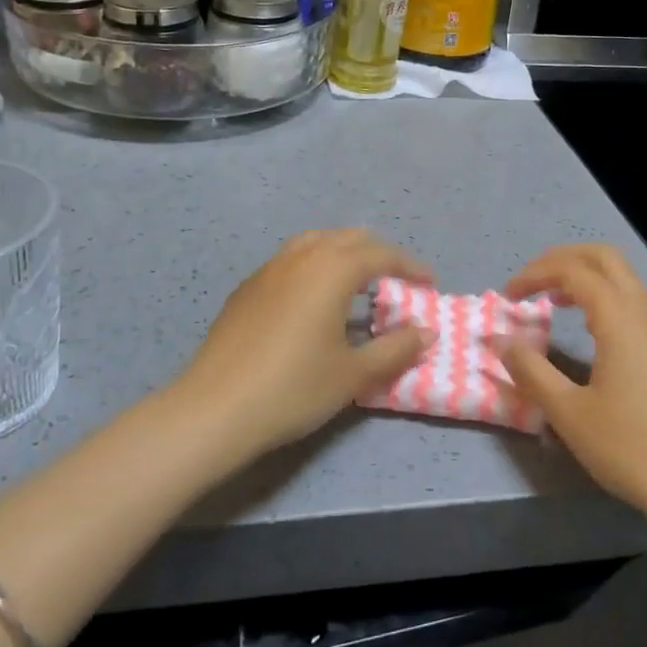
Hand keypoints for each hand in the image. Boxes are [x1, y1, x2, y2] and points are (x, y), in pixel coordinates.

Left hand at [177, 230, 435, 457]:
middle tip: (396, 281)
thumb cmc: (294, 388)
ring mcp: (269, 269)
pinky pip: (291, 261)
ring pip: (315, 242)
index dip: (410, 266)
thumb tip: (426, 332)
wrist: (216, 408)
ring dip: (343, 254)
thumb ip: (395, 349)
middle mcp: (302, 257)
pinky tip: (312, 300)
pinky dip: (314, 266)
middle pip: (348, 239)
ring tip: (356, 282)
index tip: (429, 283)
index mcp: (332, 269)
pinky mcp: (247, 288)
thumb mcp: (353, 373)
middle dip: (378, 254)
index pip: (381, 255)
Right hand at [491, 245, 646, 542]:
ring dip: (585, 279)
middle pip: (603, 258)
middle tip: (532, 283)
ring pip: (623, 279)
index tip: (507, 297)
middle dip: (562, 260)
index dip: (534, 274)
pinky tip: (590, 332)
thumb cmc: (632, 447)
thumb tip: (500, 340)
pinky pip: (635, 303)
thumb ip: (530, 370)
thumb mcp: (569, 412)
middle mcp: (646, 311)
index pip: (572, 270)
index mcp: (620, 317)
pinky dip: (605, 300)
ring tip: (554, 303)